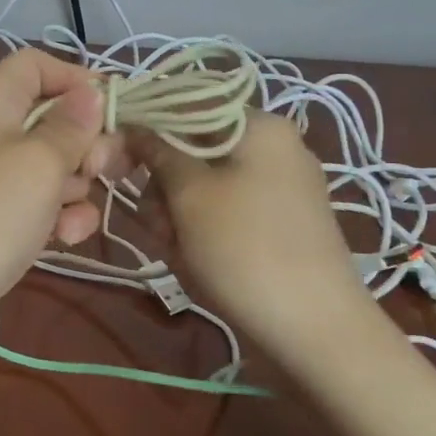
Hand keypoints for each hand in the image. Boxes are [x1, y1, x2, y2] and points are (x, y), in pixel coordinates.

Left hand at [0, 48, 125, 345]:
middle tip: (98, 168)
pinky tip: (66, 238)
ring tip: (73, 213)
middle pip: (54, 116)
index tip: (111, 109)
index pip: (36, 64)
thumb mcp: (40, 161)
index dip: (76, 78)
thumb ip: (72, 125)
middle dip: (86, 142)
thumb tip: (91, 90)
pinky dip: (61, 216)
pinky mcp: (2, 216)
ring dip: (78, 187)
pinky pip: (44, 202)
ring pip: (56, 163)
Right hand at [131, 111, 368, 351]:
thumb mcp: (189, 194)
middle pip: (196, 148)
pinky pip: (228, 212)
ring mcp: (282, 187)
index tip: (119, 159)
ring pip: (207, 184)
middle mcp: (275, 147)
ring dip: (180, 214)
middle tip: (156, 222)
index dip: (148, 127)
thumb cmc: (244, 248)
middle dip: (165, 184)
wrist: (315, 329)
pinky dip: (204, 231)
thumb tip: (133, 125)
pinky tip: (195, 261)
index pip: (189, 106)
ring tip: (177, 251)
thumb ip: (157, 151)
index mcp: (260, 125)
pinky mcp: (281, 224)